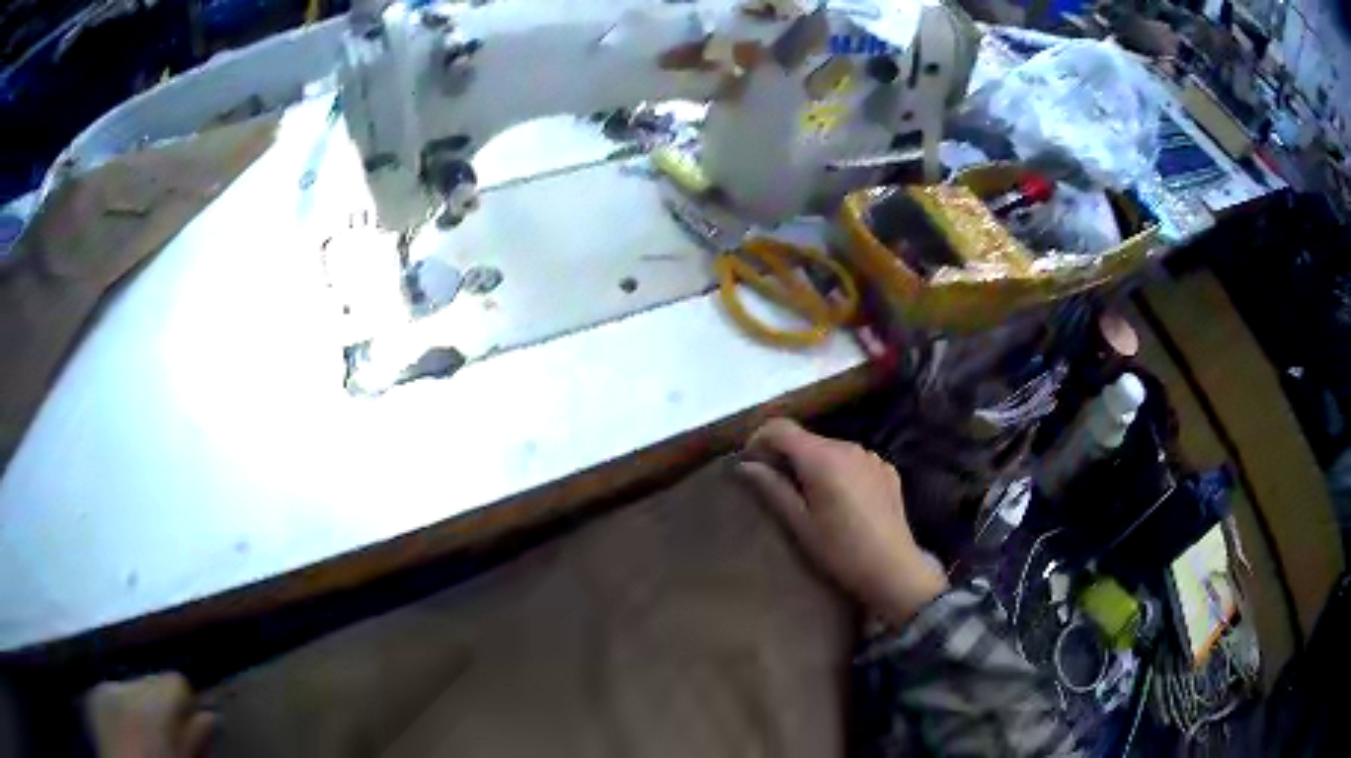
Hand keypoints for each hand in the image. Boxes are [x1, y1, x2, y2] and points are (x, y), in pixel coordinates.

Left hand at [86, 673, 214, 757]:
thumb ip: (195, 742)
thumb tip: (208, 716)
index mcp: (151, 707)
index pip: (176, 680)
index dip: (188, 704)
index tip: (195, 727)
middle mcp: (124, 686)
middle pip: (151, 680)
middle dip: (163, 705)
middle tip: (173, 740)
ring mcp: (103, 686)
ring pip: (131, 686)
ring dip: (143, 708)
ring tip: (148, 739)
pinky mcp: (93, 692)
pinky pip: (114, 693)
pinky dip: (125, 710)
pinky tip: (129, 734)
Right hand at [738, 418, 947, 627]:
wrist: (893, 569)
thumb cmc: (840, 551)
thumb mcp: (800, 523)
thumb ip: (773, 488)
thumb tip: (746, 465)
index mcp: (822, 458)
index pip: (781, 428)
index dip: (759, 438)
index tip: (750, 461)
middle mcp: (848, 447)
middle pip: (807, 439)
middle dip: (786, 455)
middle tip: (775, 486)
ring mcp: (871, 457)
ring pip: (831, 449)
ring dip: (814, 464)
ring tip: (810, 497)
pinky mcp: (887, 469)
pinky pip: (853, 461)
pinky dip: (839, 471)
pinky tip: (841, 501)